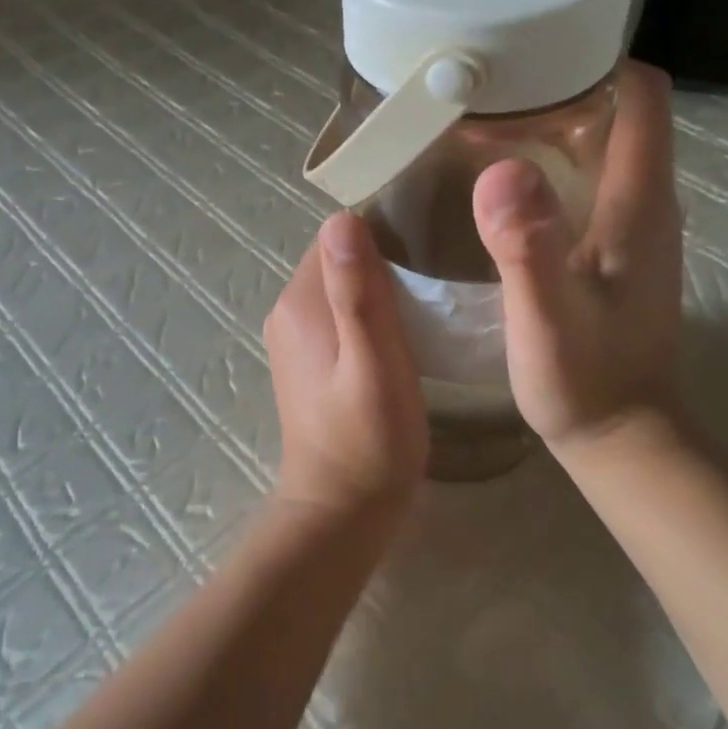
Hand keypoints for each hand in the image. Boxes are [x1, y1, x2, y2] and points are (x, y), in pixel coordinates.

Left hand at [264, 211, 427, 511]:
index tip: (431, 240)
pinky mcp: (308, 358)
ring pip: (342, 285)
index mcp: (300, 303)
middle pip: (339, 259)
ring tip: (430, 296)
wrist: (341, 509)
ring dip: (381, 284)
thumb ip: (358, 294)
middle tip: (440, 269)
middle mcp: (288, 310)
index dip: (383, 232)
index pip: (338, 237)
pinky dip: (370, 310)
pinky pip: (340, 312)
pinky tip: (405, 328)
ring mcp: (294, 336)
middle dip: (385, 256)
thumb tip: (342, 219)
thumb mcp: (374, 364)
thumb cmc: (369, 440)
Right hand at [471, 63, 683, 456]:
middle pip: (616, 109)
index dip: (594, 58)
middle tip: (486, 84)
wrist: (623, 439)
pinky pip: (587, 180)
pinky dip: (548, 163)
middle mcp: (646, 201)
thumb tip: (500, 168)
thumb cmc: (586, 382)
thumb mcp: (547, 318)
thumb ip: (528, 246)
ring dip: (549, 124)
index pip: (641, 93)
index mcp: (639, 200)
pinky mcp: (615, 249)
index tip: (530, 50)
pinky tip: (500, 181)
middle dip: (557, 85)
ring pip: (600, 144)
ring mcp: (633, 226)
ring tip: (482, 121)